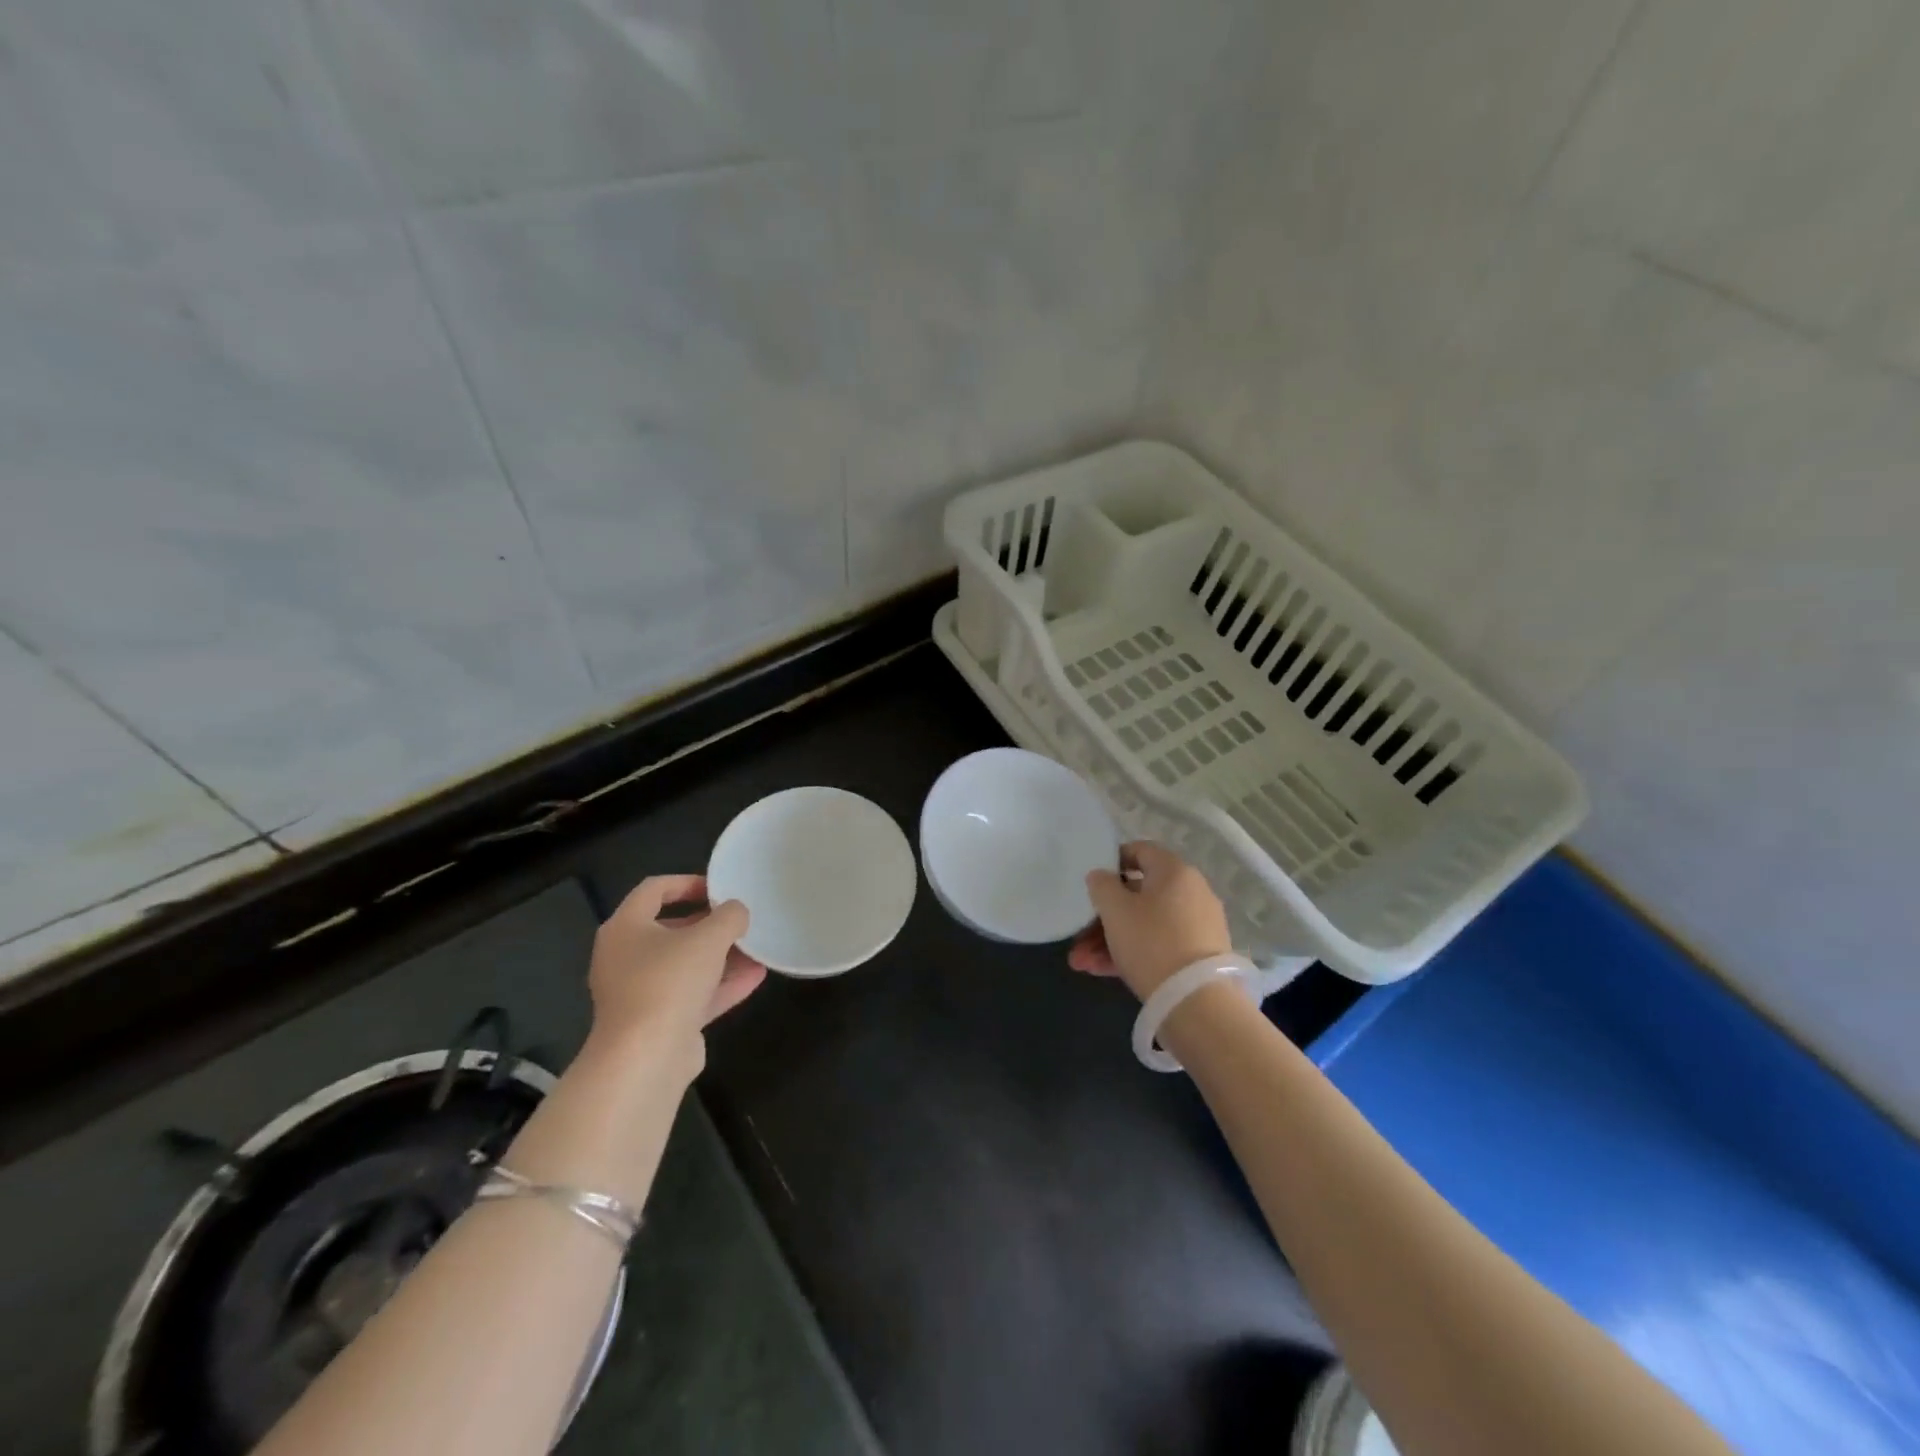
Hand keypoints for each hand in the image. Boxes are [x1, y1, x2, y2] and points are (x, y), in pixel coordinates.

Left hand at [587, 875, 765, 1066]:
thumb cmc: (669, 982)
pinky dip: (720, 984)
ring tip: (756, 947)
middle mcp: (625, 957)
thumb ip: (729, 916)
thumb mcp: (709, 937)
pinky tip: (756, 977)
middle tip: (739, 919)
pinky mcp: (657, 1023)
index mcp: (625, 928)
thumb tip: (736, 912)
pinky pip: (692, 995)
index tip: (720, 888)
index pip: (654, 889)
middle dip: (709, 923)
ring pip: (684, 965)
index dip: (688, 882)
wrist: (645, 1059)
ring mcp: (639, 993)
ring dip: (720, 956)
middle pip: (670, 929)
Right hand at [1068, 841, 1233, 1001]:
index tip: (1091, 881)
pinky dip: (1133, 953)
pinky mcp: (1199, 955)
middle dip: (1103, 916)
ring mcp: (1198, 925)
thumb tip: (1101, 875)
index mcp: (1174, 871)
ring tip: (1082, 963)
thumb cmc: (1151, 942)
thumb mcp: (1114, 909)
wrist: (1197, 1002)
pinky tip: (1102, 972)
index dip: (1112, 861)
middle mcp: (1192, 892)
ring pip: (1145, 924)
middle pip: (1138, 895)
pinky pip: (1159, 945)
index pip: (1140, 850)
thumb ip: (1101, 884)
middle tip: (1078, 936)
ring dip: (1110, 940)